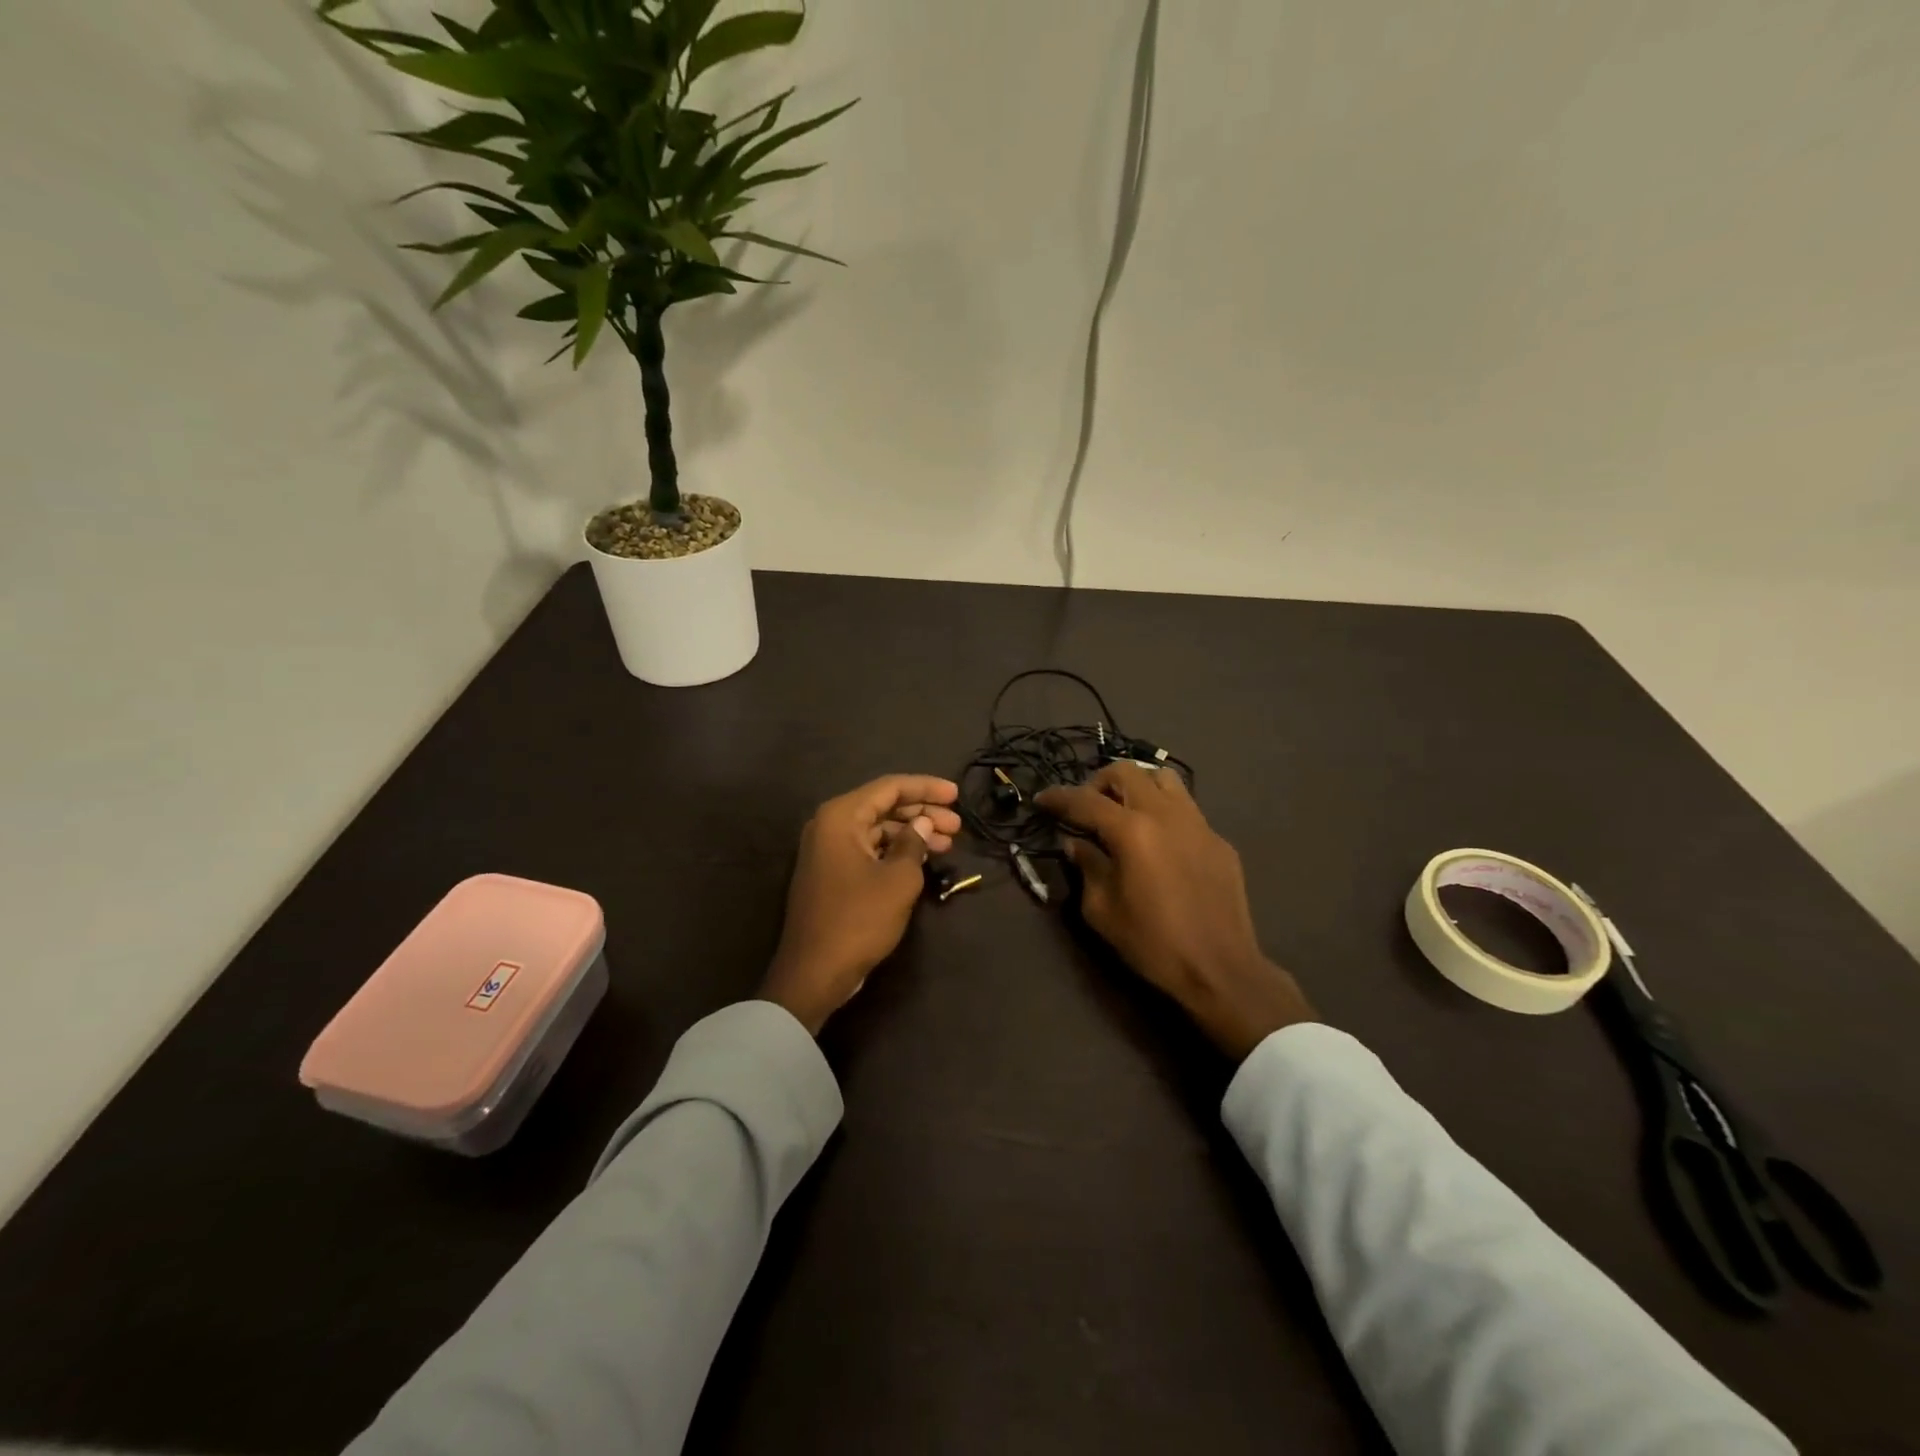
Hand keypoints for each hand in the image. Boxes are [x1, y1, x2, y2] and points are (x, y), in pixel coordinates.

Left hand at [759, 774, 962, 1034]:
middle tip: (957, 825)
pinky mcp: (832, 874)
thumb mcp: (898, 880)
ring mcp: (829, 851)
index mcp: (841, 817)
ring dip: (912, 834)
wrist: (815, 972)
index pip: (889, 788)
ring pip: (878, 830)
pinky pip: (869, 850)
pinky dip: (896, 852)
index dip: (926, 788)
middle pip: (883, 807)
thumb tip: (922, 824)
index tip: (956, 795)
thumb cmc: (858, 920)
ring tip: (948, 844)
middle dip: (922, 813)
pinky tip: (922, 860)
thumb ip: (914, 844)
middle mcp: (830, 826)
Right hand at [1036, 762, 1313, 1058]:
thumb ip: (1086, 867)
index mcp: (1131, 831)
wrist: (1220, 969)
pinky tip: (1159, 843)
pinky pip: (1186, 808)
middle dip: (1097, 783)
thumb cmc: (1152, 943)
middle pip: (1125, 772)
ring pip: (1162, 778)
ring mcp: (1197, 823)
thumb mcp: (1102, 911)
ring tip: (1124, 812)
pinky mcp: (1218, 840)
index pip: (1084, 800)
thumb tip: (1077, 844)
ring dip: (1136, 786)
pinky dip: (1163, 812)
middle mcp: (1165, 814)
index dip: (1058, 797)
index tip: (1041, 800)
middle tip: (1086, 808)